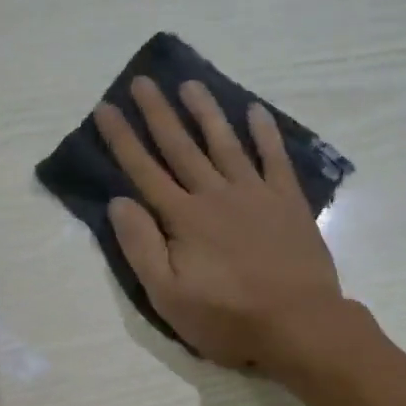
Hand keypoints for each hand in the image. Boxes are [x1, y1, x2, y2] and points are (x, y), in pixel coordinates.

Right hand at [95, 75, 346, 372]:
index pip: (144, 171)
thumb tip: (119, 202)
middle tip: (143, 81)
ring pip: (224, 143)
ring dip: (206, 112)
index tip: (106, 108)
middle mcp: (215, 195)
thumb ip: (141, 247)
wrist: (299, 324)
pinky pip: (274, 157)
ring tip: (190, 84)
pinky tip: (254, 111)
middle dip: (158, 113)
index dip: (122, 139)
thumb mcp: (168, 296)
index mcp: (183, 219)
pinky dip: (264, 132)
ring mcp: (255, 194)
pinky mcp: (287, 201)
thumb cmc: (228, 318)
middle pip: (180, 147)